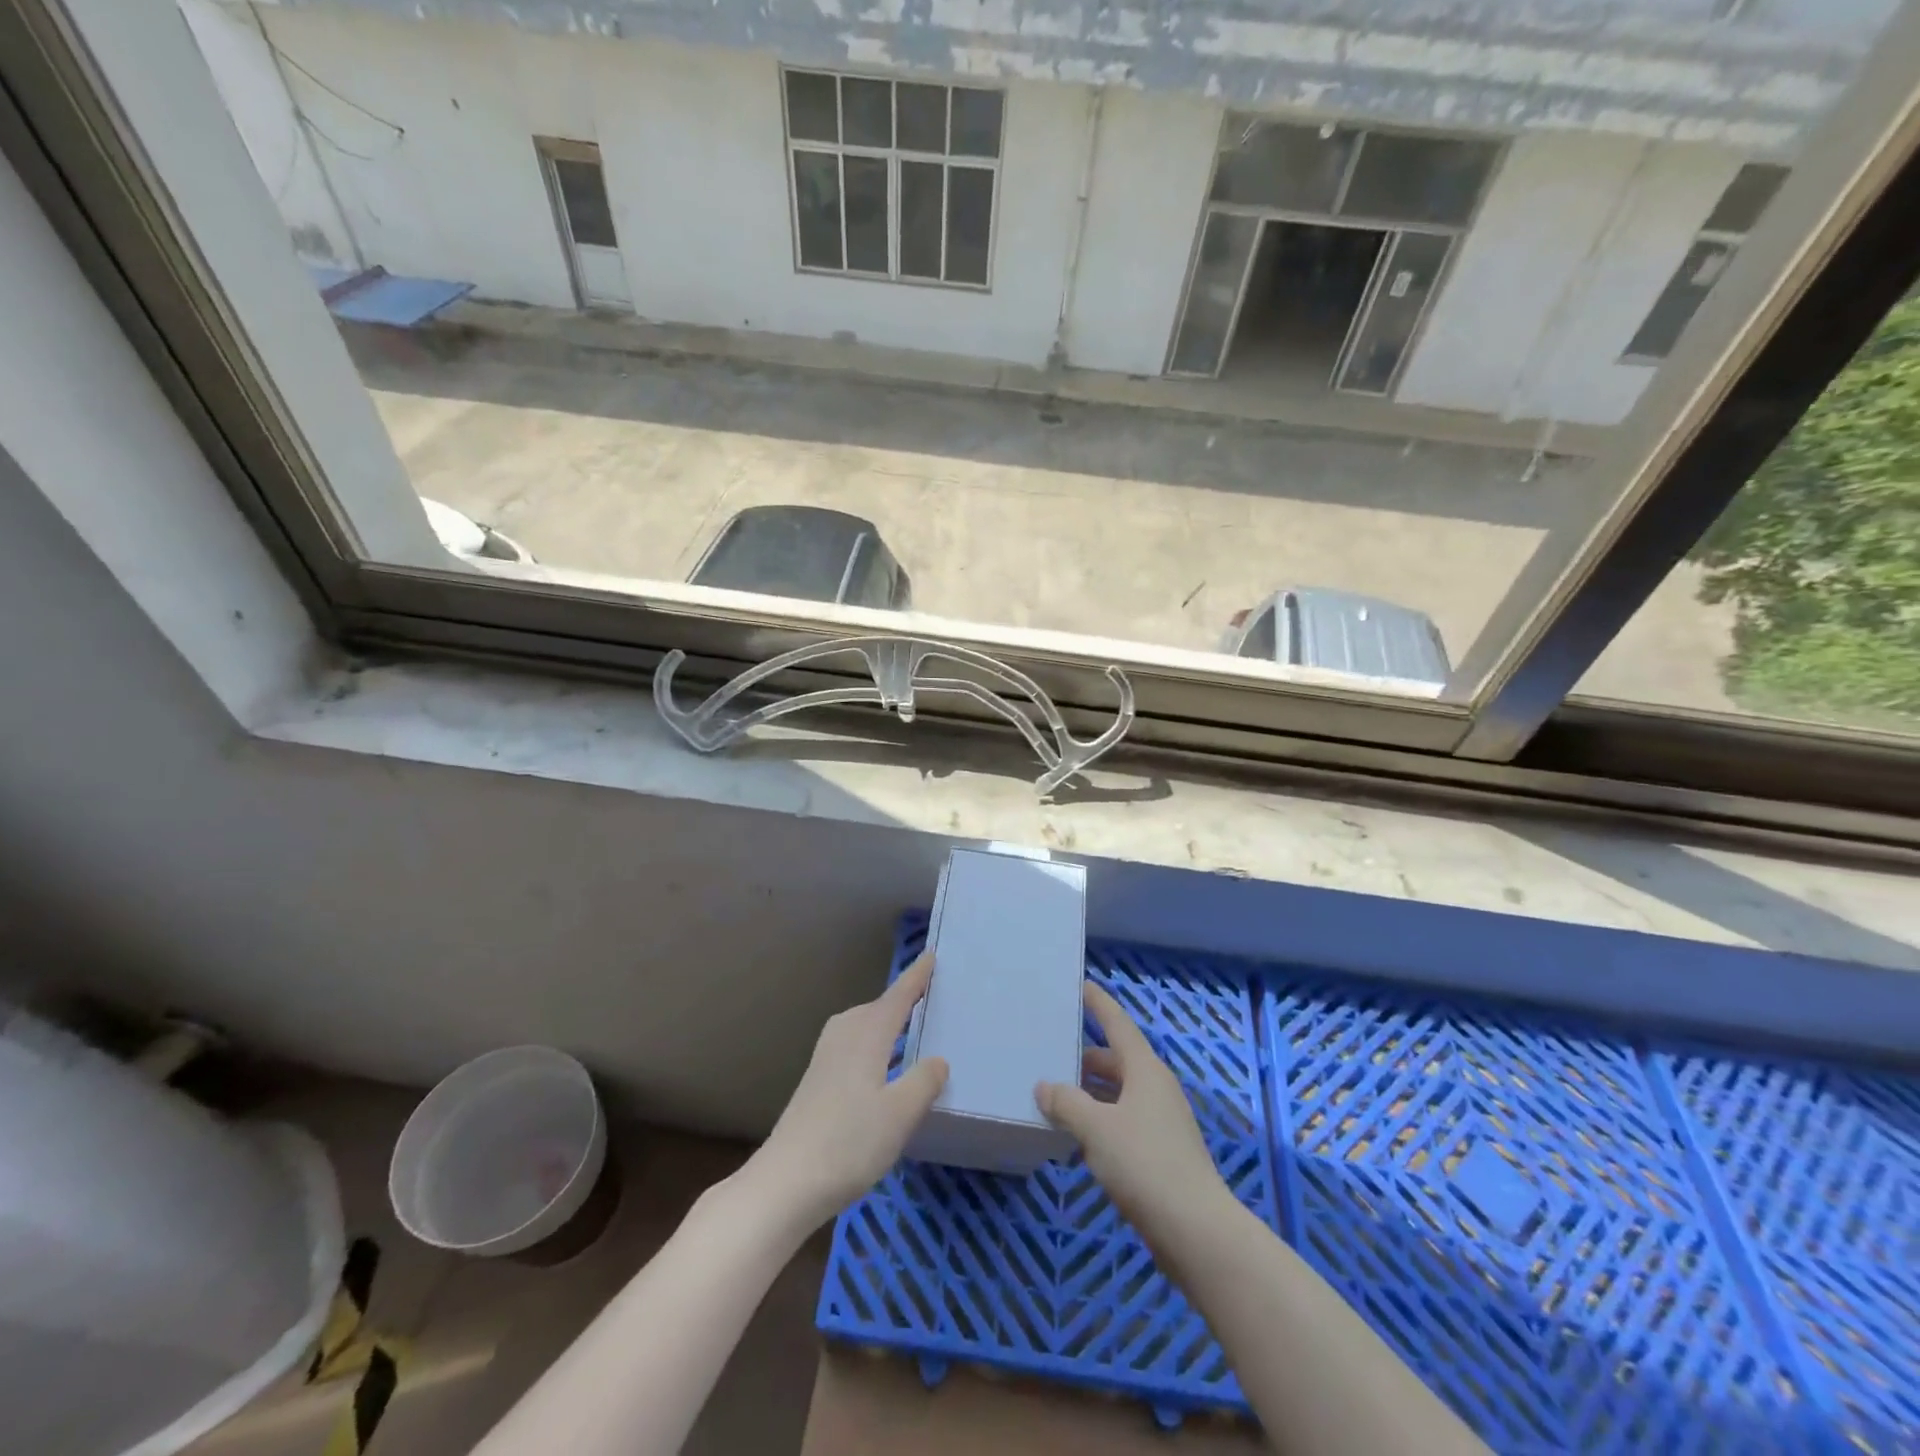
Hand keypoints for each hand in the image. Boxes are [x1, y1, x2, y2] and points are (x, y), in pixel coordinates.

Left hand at [753, 953, 947, 1228]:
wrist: (785, 1182)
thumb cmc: (849, 1143)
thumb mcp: (900, 1115)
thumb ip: (924, 1082)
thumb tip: (938, 1059)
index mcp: (867, 1035)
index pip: (898, 997)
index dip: (916, 977)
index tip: (930, 954)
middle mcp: (844, 1036)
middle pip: (877, 1007)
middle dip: (901, 999)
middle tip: (929, 994)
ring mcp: (825, 1058)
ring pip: (861, 1025)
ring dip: (884, 1021)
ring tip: (908, 1028)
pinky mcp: (816, 1081)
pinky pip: (852, 1043)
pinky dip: (871, 1041)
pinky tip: (879, 1066)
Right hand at [1037, 983, 1228, 1237]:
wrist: (1196, 1232)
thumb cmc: (1145, 1164)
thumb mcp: (1096, 1128)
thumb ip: (1066, 1102)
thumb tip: (1044, 1086)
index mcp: (1146, 1071)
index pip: (1118, 1025)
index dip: (1099, 1004)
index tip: (1080, 986)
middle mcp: (1156, 1089)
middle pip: (1117, 1060)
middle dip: (1085, 1056)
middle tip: (1051, 1050)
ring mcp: (1162, 1122)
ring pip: (1119, 1094)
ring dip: (1090, 1092)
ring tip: (1054, 1092)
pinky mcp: (1161, 1154)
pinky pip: (1123, 1121)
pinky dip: (1099, 1119)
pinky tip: (1076, 1135)